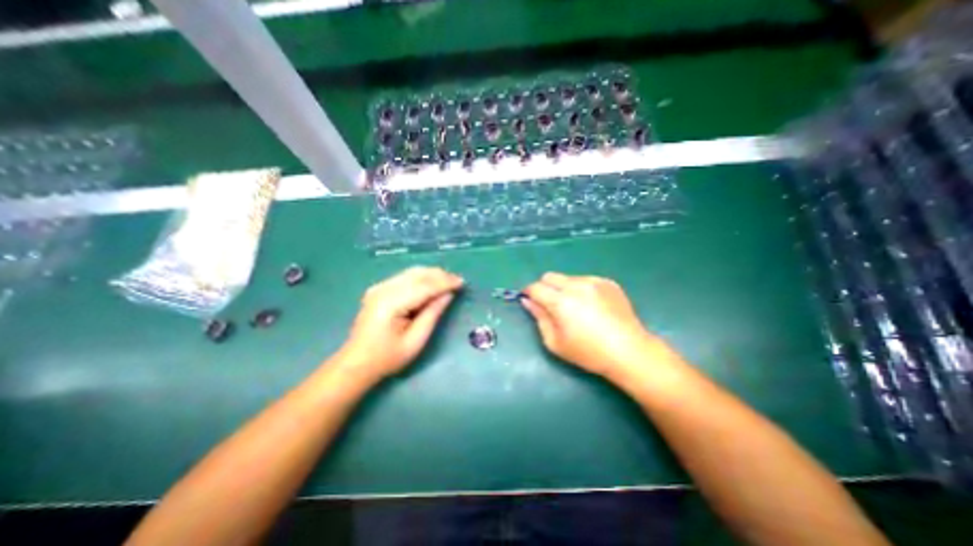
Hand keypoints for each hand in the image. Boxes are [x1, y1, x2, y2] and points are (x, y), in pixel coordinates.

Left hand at [339, 266, 462, 380]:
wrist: (356, 363)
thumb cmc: (387, 357)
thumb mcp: (416, 341)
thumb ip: (432, 314)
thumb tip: (448, 294)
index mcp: (391, 303)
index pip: (424, 286)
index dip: (444, 282)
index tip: (462, 282)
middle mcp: (383, 289)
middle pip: (417, 274)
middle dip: (440, 275)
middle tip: (457, 281)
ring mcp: (379, 287)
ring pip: (411, 272)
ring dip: (432, 275)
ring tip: (448, 282)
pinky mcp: (379, 289)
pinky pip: (405, 277)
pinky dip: (421, 278)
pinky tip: (431, 284)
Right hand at [526, 270, 670, 378]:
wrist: (630, 352)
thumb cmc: (589, 353)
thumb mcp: (555, 342)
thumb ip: (539, 318)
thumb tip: (528, 301)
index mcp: (561, 301)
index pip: (536, 287)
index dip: (529, 293)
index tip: (529, 301)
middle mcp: (576, 285)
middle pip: (550, 276)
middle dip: (545, 287)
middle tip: (551, 305)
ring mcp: (594, 282)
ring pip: (568, 278)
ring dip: (564, 289)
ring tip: (576, 308)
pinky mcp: (608, 283)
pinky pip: (586, 280)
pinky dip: (582, 289)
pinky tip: (592, 306)